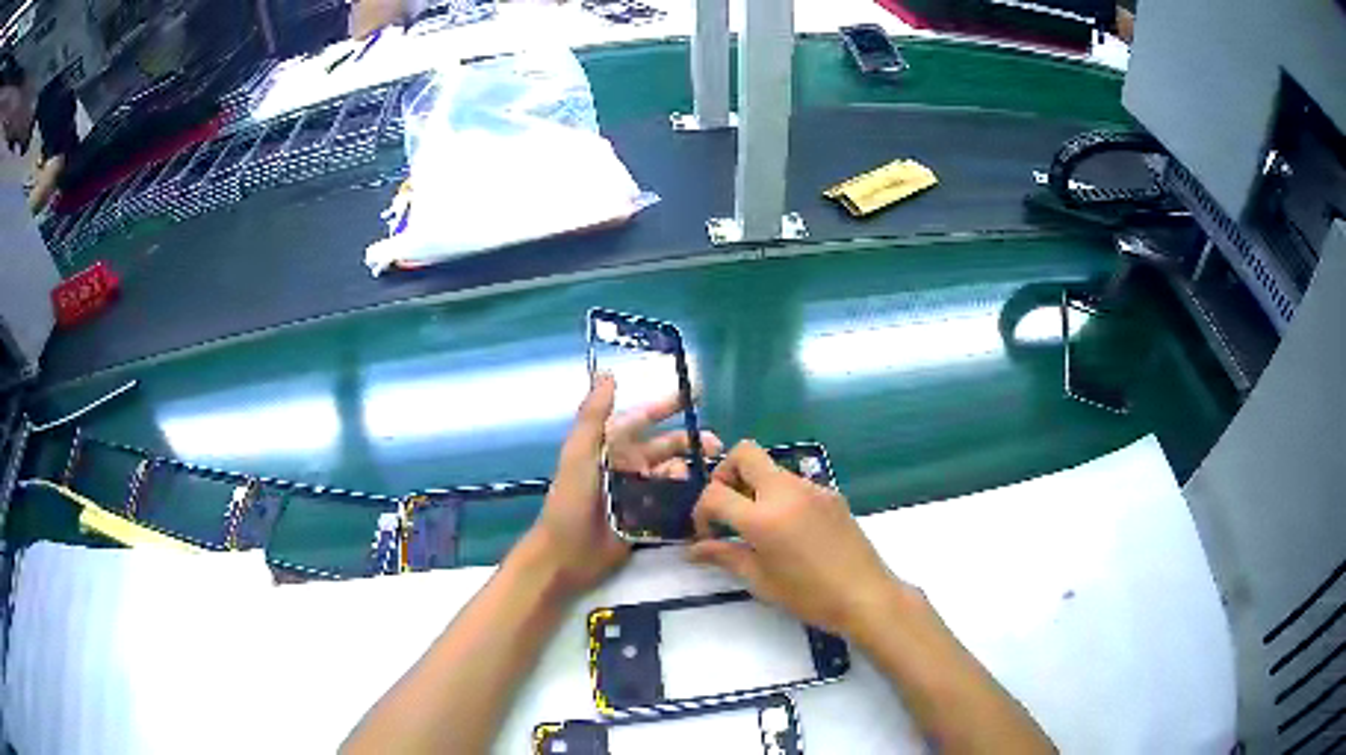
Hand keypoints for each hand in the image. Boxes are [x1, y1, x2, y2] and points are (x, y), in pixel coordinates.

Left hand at [525, 374, 721, 596]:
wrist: (566, 554)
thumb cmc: (570, 501)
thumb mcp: (579, 454)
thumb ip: (593, 416)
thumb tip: (609, 373)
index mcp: (611, 448)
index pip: (643, 419)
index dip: (667, 406)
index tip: (697, 395)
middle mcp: (627, 467)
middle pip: (665, 448)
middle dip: (690, 443)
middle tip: (716, 447)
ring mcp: (638, 494)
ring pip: (673, 476)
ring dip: (691, 472)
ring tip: (710, 476)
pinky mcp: (646, 520)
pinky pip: (673, 505)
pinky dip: (689, 500)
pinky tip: (705, 500)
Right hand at [688, 440, 906, 636]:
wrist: (865, 595)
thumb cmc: (809, 596)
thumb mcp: (760, 581)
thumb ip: (725, 556)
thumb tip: (694, 549)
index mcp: (763, 517)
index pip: (715, 493)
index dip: (701, 511)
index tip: (707, 534)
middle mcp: (786, 491)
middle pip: (744, 453)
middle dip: (726, 474)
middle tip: (727, 508)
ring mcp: (812, 488)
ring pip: (771, 468)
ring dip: (755, 486)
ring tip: (758, 526)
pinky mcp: (831, 493)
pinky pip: (795, 483)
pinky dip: (780, 496)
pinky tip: (789, 530)